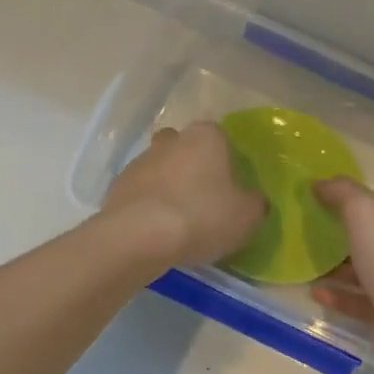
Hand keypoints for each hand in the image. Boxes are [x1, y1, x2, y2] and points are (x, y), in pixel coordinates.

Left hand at [102, 123, 266, 267]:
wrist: (139, 236)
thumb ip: (255, 203)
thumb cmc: (202, 216)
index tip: (231, 189)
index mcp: (207, 137)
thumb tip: (253, 200)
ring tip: (178, 221)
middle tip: (204, 199)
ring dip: (169, 186)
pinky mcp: (117, 185)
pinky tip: (156, 230)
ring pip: (162, 168)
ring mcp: (141, 160)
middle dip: (194, 167)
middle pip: (187, 148)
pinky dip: (149, 205)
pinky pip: (141, 192)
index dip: (228, 163)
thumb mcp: (247, 215)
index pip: (222, 139)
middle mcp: (172, 139)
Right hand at [310, 178, 373, 373]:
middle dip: (342, 238)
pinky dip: (338, 296)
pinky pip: (359, 302)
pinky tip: (314, 292)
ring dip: (336, 269)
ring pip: (364, 272)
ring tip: (304, 264)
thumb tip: (319, 183)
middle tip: (307, 234)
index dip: (356, 203)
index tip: (322, 203)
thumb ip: (341, 192)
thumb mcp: (365, 210)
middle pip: (373, 239)